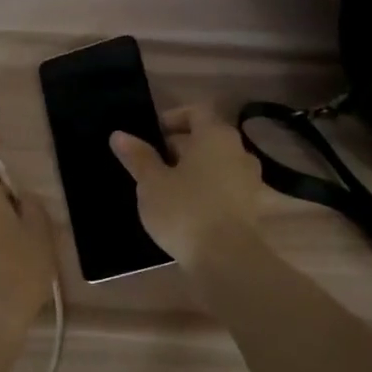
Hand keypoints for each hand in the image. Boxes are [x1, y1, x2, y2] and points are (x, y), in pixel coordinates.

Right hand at [110, 104, 265, 267]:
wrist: (226, 259)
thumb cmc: (185, 211)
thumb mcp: (151, 183)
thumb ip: (138, 157)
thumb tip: (119, 135)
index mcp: (216, 136)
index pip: (195, 111)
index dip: (171, 119)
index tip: (150, 136)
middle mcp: (239, 151)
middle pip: (207, 138)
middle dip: (179, 147)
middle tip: (152, 165)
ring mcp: (250, 180)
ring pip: (217, 164)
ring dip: (193, 170)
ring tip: (166, 189)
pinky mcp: (252, 207)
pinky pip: (225, 188)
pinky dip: (207, 191)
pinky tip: (186, 210)